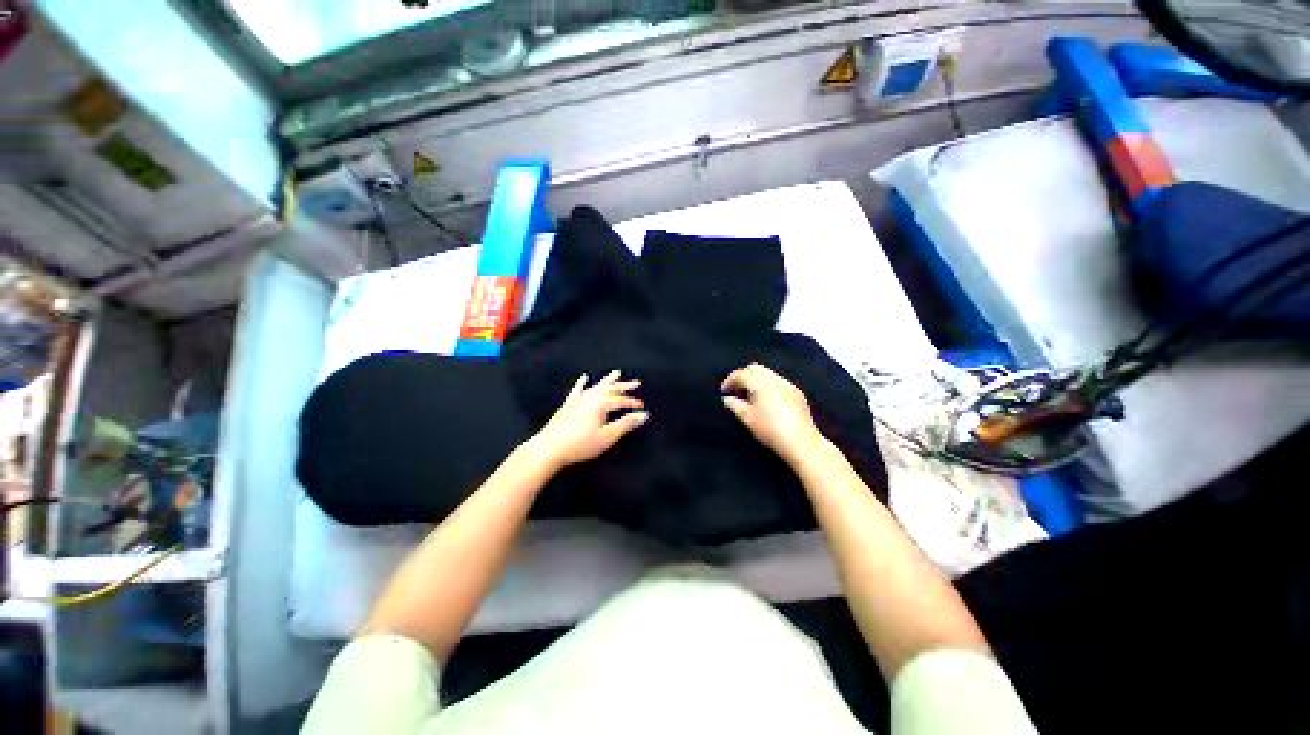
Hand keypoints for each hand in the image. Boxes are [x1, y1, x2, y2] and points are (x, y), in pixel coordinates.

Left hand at [526, 370, 648, 470]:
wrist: (549, 448)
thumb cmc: (581, 444)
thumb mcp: (607, 436)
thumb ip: (626, 424)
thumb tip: (644, 415)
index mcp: (601, 404)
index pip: (620, 400)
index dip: (631, 403)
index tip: (641, 408)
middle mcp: (590, 397)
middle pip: (610, 389)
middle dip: (623, 386)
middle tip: (635, 382)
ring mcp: (578, 400)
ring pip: (596, 386)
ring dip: (607, 381)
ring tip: (615, 373)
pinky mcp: (568, 405)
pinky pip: (577, 390)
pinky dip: (581, 383)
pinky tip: (584, 377)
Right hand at [722, 362, 825, 463]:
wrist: (801, 442)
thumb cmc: (770, 430)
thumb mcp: (747, 418)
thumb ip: (735, 405)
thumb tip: (727, 399)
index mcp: (761, 383)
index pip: (741, 374)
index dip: (729, 381)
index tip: (724, 391)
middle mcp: (775, 379)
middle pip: (755, 368)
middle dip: (743, 376)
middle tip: (737, 391)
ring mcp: (788, 385)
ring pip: (768, 374)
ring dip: (756, 381)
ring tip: (750, 397)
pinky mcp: (797, 393)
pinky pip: (779, 383)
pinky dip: (768, 386)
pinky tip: (767, 402)